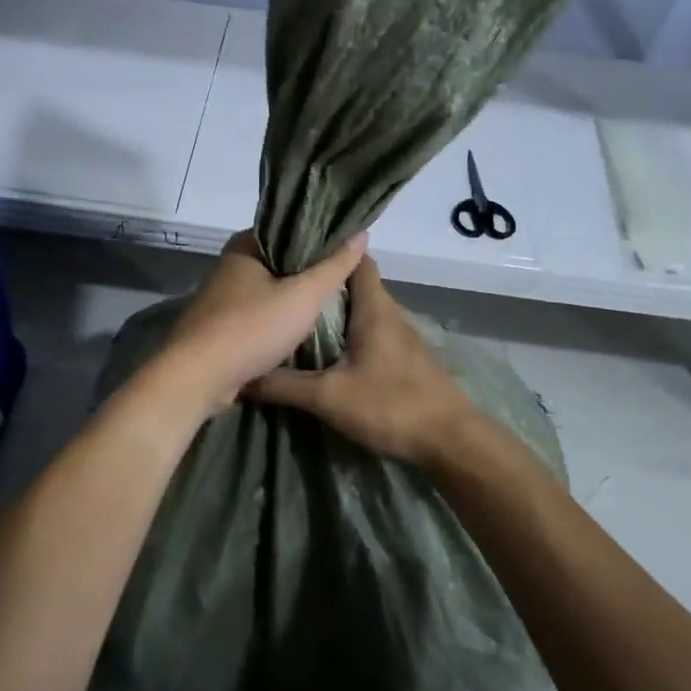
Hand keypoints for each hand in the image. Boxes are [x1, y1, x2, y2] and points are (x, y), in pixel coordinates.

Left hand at [155, 230, 369, 416]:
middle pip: (279, 262)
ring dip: (293, 299)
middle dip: (308, 271)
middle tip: (344, 279)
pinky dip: (277, 321)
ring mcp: (221, 299)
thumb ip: (334, 266)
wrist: (198, 378)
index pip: (288, 230)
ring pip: (268, 291)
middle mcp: (229, 267)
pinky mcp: (219, 328)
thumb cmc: (252, 328)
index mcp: (244, 247)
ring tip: (329, 304)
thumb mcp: (304, 295)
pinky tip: (301, 330)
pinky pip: (257, 317)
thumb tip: (362, 233)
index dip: (319, 238)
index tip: (347, 250)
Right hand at [246, 255, 478, 466]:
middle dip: (323, 284)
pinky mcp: (404, 358)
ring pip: (363, 310)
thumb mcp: (328, 397)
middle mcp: (389, 313)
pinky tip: (327, 350)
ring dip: (335, 310)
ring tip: (296, 315)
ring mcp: (400, 336)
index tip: (295, 252)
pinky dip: (348, 333)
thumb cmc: (390, 405)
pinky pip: (371, 332)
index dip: (330, 250)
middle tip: (284, 287)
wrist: (450, 440)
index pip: (355, 259)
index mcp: (373, 307)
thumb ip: (284, 385)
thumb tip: (241, 376)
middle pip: (355, 284)